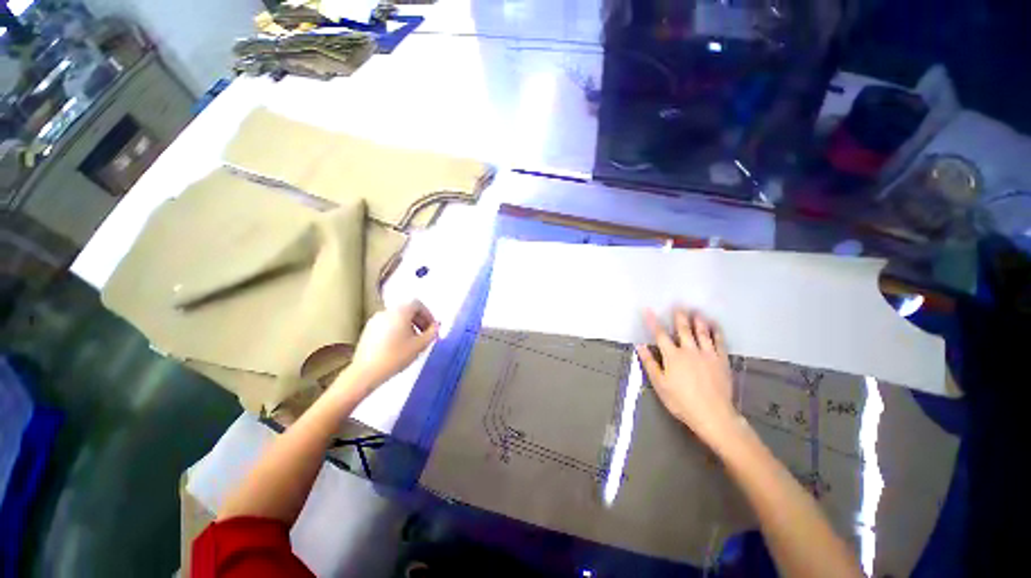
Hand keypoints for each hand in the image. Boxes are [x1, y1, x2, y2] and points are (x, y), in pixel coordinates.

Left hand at [348, 300, 438, 388]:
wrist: (366, 373)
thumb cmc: (395, 357)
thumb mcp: (420, 345)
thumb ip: (432, 333)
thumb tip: (437, 326)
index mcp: (400, 312)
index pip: (417, 304)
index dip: (428, 314)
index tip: (432, 327)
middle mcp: (386, 312)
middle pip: (407, 309)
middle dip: (419, 320)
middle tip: (425, 334)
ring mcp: (375, 321)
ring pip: (397, 317)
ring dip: (409, 326)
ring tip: (413, 342)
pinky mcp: (368, 331)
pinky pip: (387, 324)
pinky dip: (397, 330)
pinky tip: (399, 346)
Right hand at [637, 308, 740, 445]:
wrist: (712, 414)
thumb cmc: (681, 401)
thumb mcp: (659, 384)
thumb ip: (650, 363)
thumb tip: (640, 346)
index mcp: (672, 356)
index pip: (660, 334)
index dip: (653, 321)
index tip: (648, 310)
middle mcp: (690, 350)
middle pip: (683, 329)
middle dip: (679, 316)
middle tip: (679, 304)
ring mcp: (707, 354)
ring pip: (702, 332)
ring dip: (698, 320)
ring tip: (697, 311)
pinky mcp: (721, 360)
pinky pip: (719, 342)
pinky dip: (717, 332)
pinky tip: (715, 325)